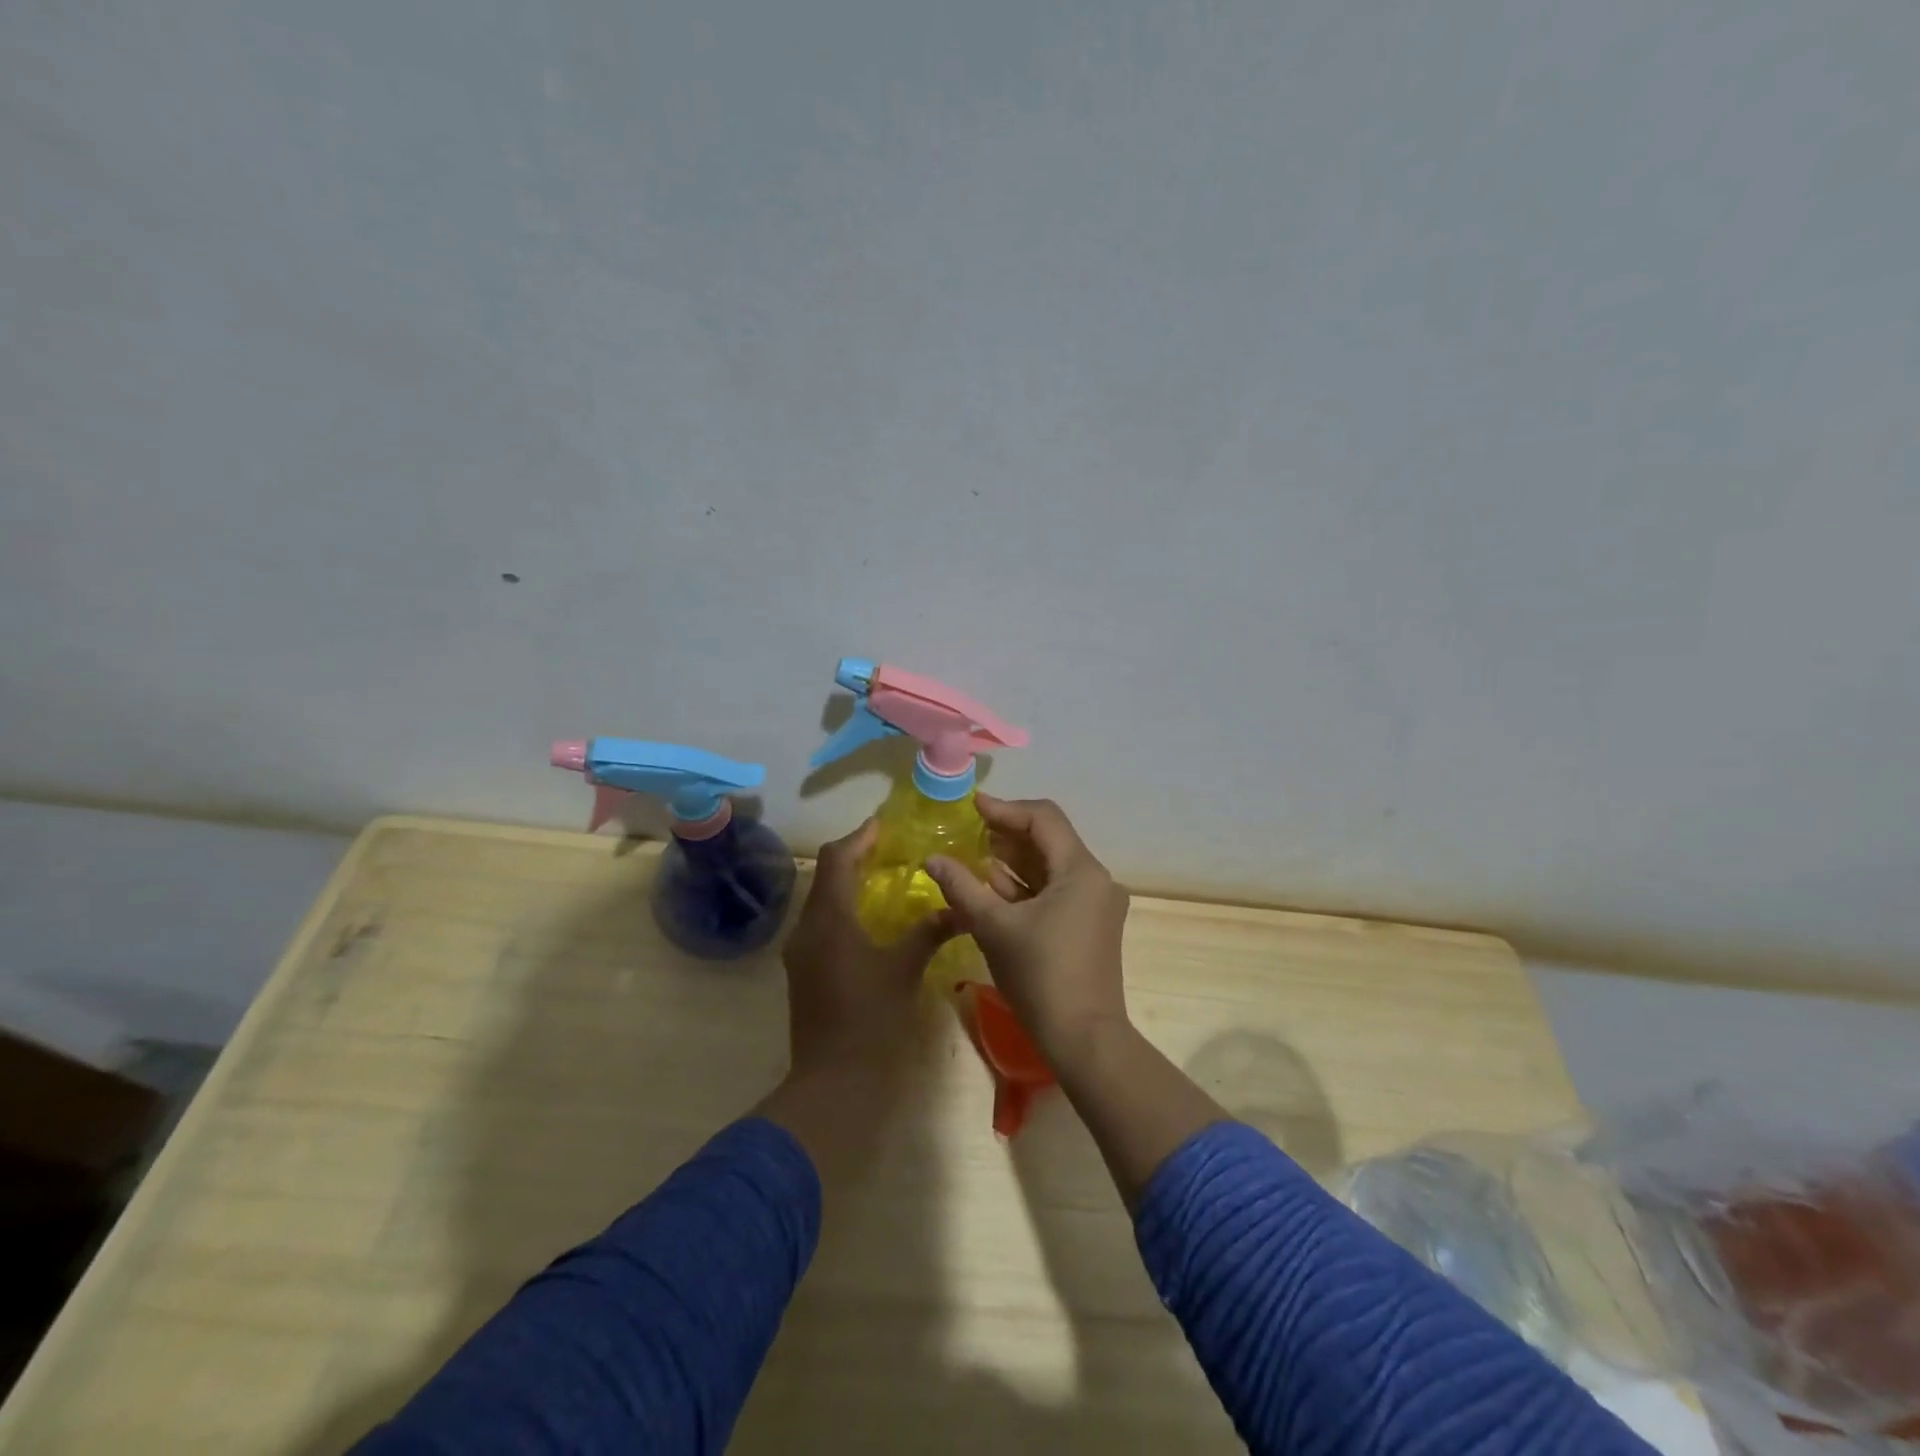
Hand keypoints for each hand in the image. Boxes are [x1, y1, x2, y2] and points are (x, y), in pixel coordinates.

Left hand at [768, 817, 951, 1124]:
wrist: (832, 1080)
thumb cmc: (871, 1019)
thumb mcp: (905, 969)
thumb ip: (928, 932)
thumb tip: (957, 908)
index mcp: (829, 918)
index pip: (836, 859)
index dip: (859, 838)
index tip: (883, 825)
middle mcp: (807, 927)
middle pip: (825, 875)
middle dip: (854, 857)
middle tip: (889, 850)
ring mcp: (800, 950)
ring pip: (821, 900)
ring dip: (848, 883)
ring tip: (883, 878)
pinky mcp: (803, 970)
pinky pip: (821, 923)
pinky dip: (843, 908)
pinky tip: (870, 918)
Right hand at [925, 795, 1130, 1072]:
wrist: (1084, 1039)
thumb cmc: (1040, 976)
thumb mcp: (994, 927)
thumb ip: (962, 887)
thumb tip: (932, 859)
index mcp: (1081, 870)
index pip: (1043, 818)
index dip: (1005, 809)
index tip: (971, 808)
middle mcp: (1096, 879)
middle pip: (1049, 839)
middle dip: (1008, 834)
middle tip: (968, 832)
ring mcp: (1096, 903)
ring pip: (1052, 866)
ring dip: (1014, 860)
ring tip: (975, 857)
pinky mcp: (1090, 925)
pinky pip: (1056, 890)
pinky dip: (1026, 885)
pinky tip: (994, 888)